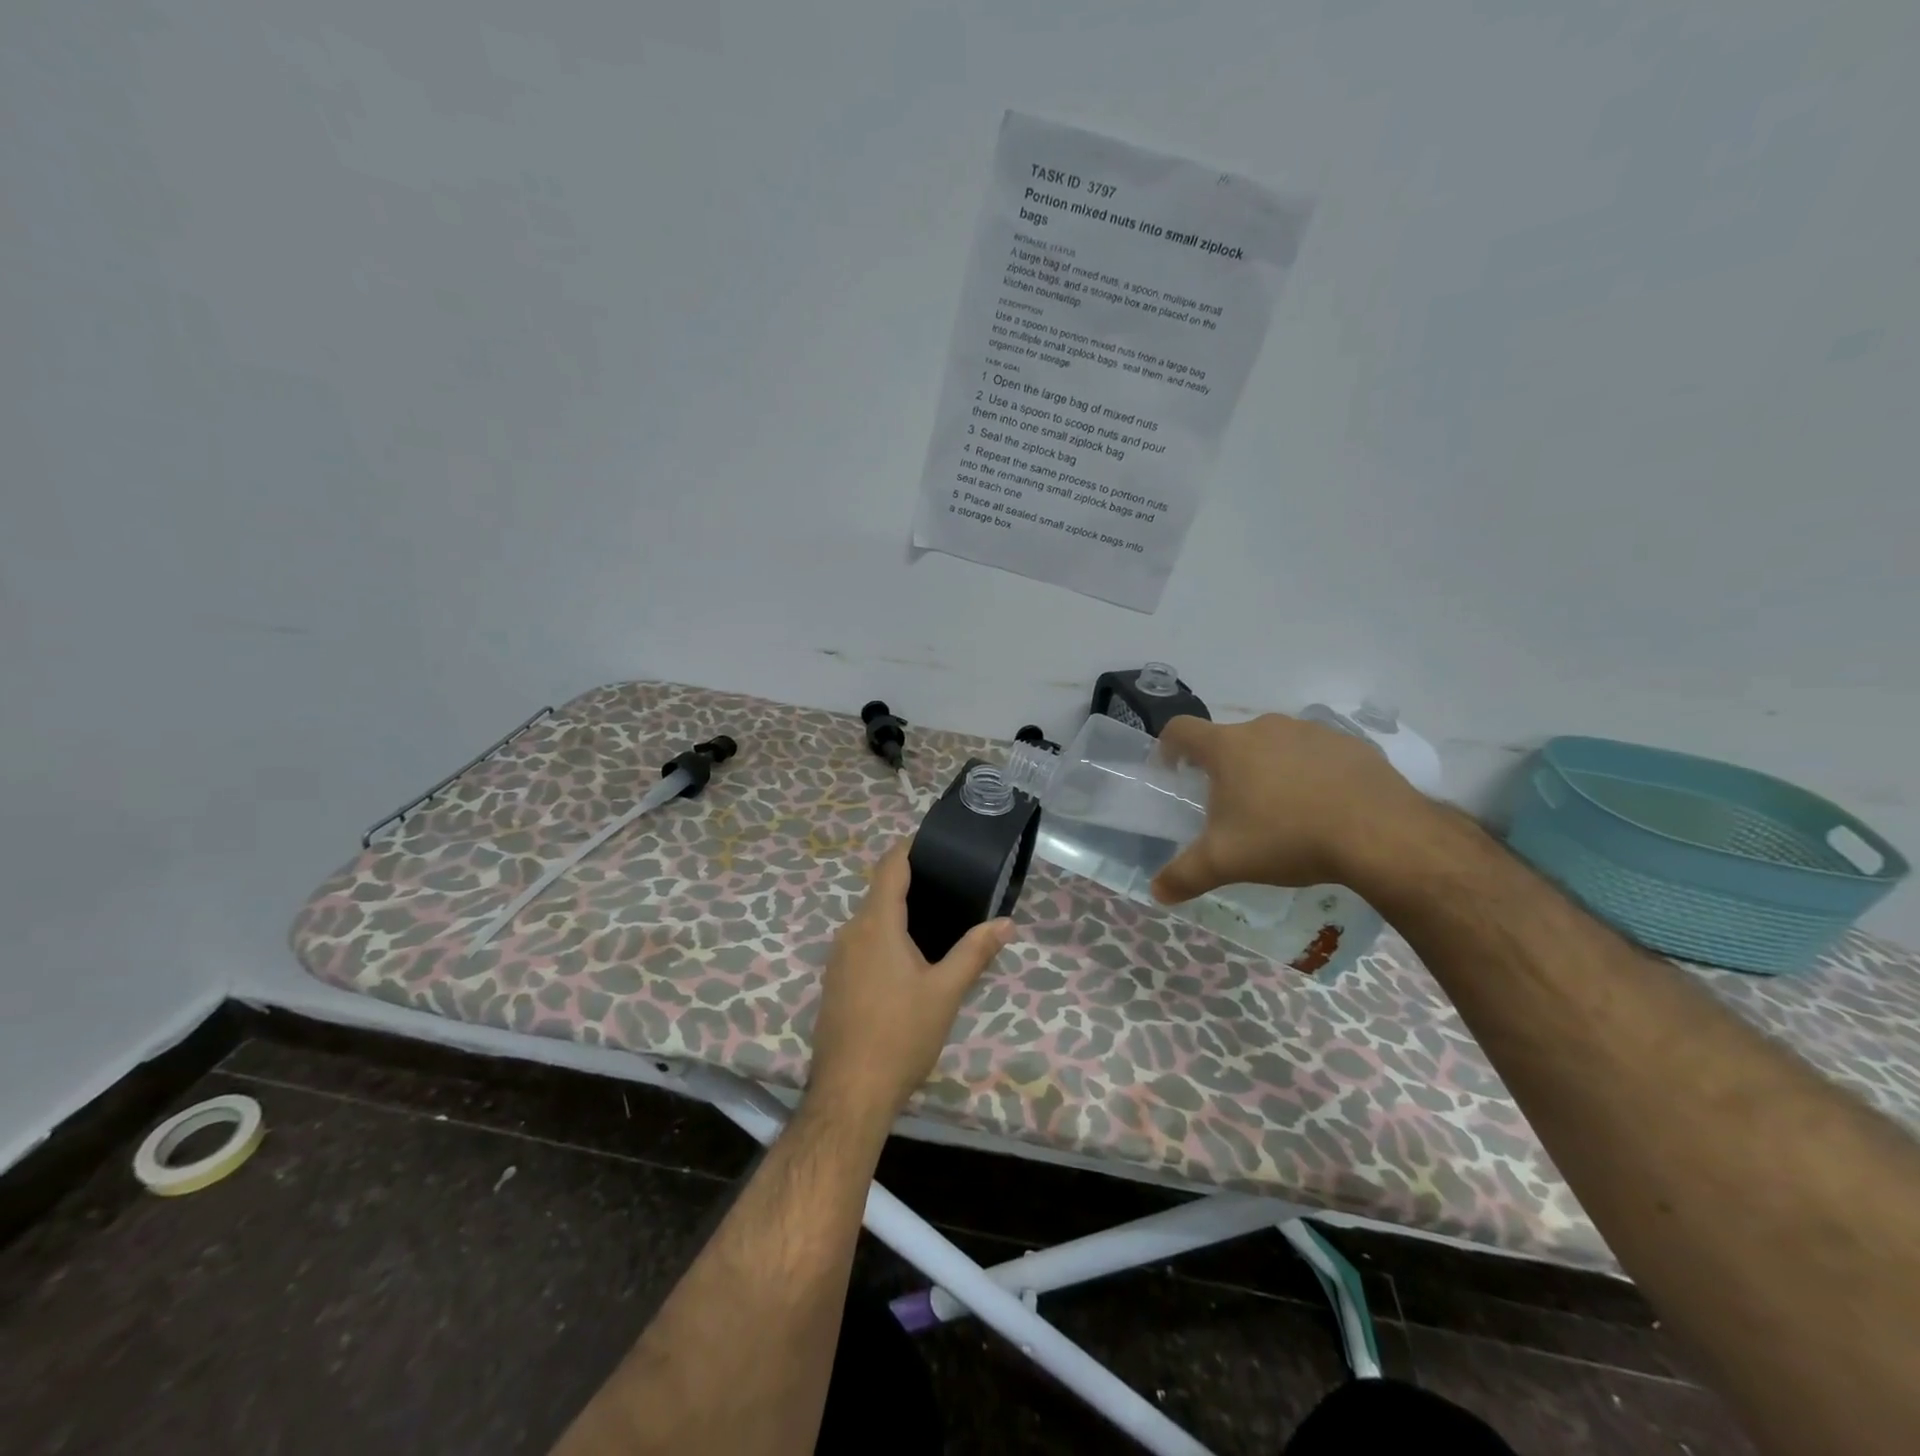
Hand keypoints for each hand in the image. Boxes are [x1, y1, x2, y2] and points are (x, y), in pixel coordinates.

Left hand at [806, 840, 1014, 1128]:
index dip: (908, 848)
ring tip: (936, 920)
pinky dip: (884, 938)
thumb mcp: (946, 992)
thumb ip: (975, 952)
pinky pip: (861, 944)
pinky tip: (908, 959)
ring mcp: (837, 959)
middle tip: (949, 886)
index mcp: (876, 924)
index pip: (890, 867)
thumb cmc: (900, 1034)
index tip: (932, 841)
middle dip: (910, 884)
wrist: (849, 1093)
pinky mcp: (834, 982)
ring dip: (897, 913)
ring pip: (869, 921)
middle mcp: (851, 933)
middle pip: (879, 892)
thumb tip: (1007, 923)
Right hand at [1151, 713, 1430, 902]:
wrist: (1381, 834)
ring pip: (1274, 746)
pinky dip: (1309, 774)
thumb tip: (1156, 891)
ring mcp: (1311, 732)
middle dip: (1223, 768)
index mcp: (1228, 747)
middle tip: (1229, 807)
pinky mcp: (1350, 744)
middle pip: (1230, 740)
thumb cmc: (1288, 838)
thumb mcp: (1226, 863)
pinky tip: (1321, 809)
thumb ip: (1184, 875)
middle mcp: (1266, 728)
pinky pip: (1316, 755)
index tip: (1172, 772)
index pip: (1181, 730)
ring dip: (1267, 769)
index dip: (1168, 747)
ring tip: (1279, 810)